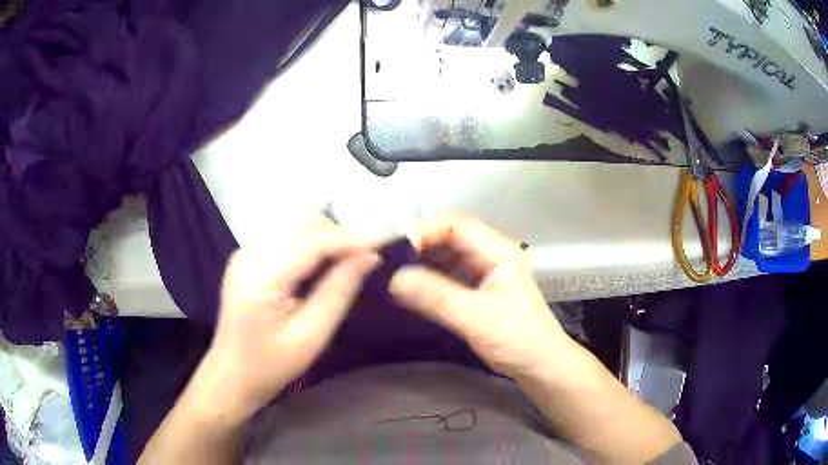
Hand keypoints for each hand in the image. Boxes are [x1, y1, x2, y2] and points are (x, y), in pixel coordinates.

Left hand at [201, 217, 378, 422]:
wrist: (232, 374)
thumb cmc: (272, 365)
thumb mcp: (311, 336)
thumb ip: (339, 291)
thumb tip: (369, 257)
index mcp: (261, 278)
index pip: (312, 242)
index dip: (350, 238)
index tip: (383, 242)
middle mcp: (248, 255)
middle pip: (302, 223)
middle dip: (338, 234)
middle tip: (364, 258)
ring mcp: (244, 252)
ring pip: (293, 223)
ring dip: (324, 235)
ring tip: (346, 260)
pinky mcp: (246, 256)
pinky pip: (283, 233)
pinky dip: (308, 240)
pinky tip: (320, 262)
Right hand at [389, 215, 575, 378]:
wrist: (540, 367)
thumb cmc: (518, 340)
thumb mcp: (477, 318)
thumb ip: (436, 297)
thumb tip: (394, 278)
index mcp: (498, 251)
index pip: (455, 225)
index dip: (423, 231)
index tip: (393, 250)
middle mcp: (489, 255)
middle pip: (447, 238)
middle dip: (416, 246)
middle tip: (384, 261)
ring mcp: (482, 273)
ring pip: (444, 257)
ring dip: (418, 263)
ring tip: (388, 273)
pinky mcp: (475, 291)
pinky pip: (445, 277)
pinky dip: (425, 280)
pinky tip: (406, 289)